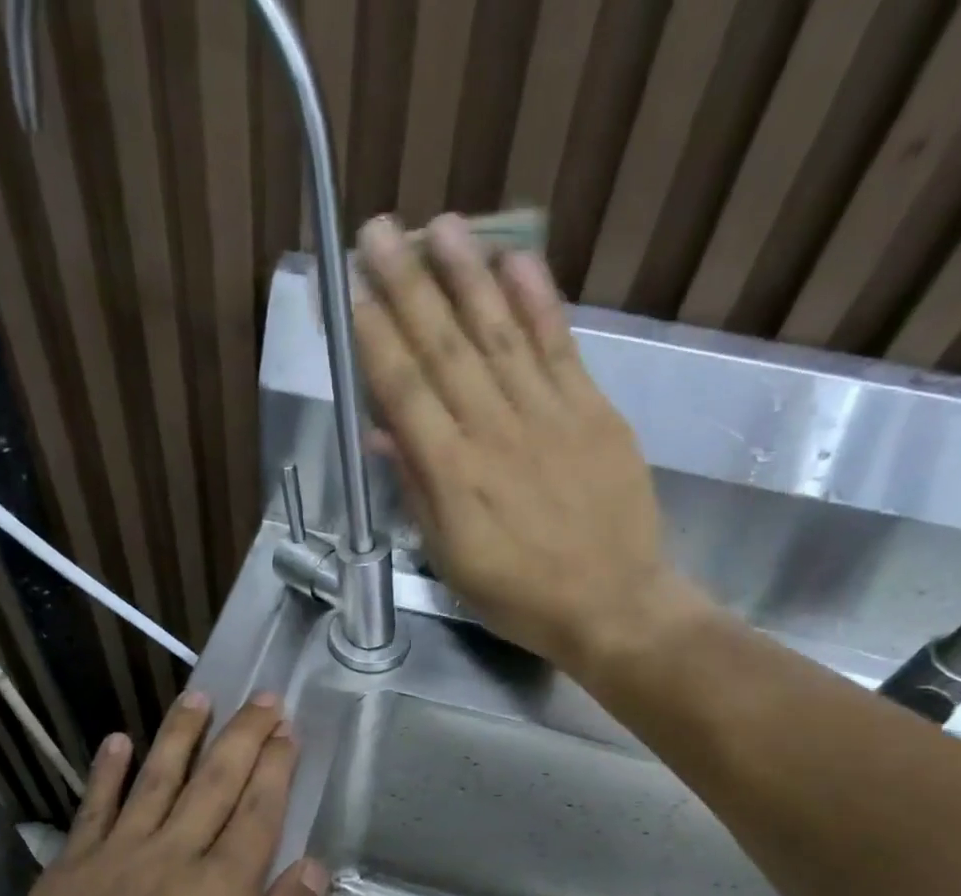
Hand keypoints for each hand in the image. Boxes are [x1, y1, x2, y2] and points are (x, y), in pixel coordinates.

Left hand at [0, 692, 326, 895]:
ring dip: (180, 735)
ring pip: (156, 781)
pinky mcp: (65, 875)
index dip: (276, 766)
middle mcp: (171, 859)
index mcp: (221, 892)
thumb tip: (312, 868)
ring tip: (198, 696)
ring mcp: (113, 861)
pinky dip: (107, 773)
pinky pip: (92, 810)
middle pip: (214, 782)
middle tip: (262, 697)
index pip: (257, 811)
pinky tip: (118, 741)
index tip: (286, 728)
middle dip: (243, 736)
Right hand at [353, 214, 708, 675]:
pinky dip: (537, 301)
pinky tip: (515, 259)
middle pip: (442, 347)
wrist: (612, 605)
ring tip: (439, 226)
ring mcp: (548, 414)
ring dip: (466, 275)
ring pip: (498, 332)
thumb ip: (417, 491)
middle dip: (406, 286)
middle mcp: (493, 430)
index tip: (348, 289)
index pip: (402, 388)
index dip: (373, 335)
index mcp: (452, 473)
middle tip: (379, 231)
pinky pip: (559, 346)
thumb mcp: (450, 560)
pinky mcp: (593, 410)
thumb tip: (382, 431)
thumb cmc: (518, 596)